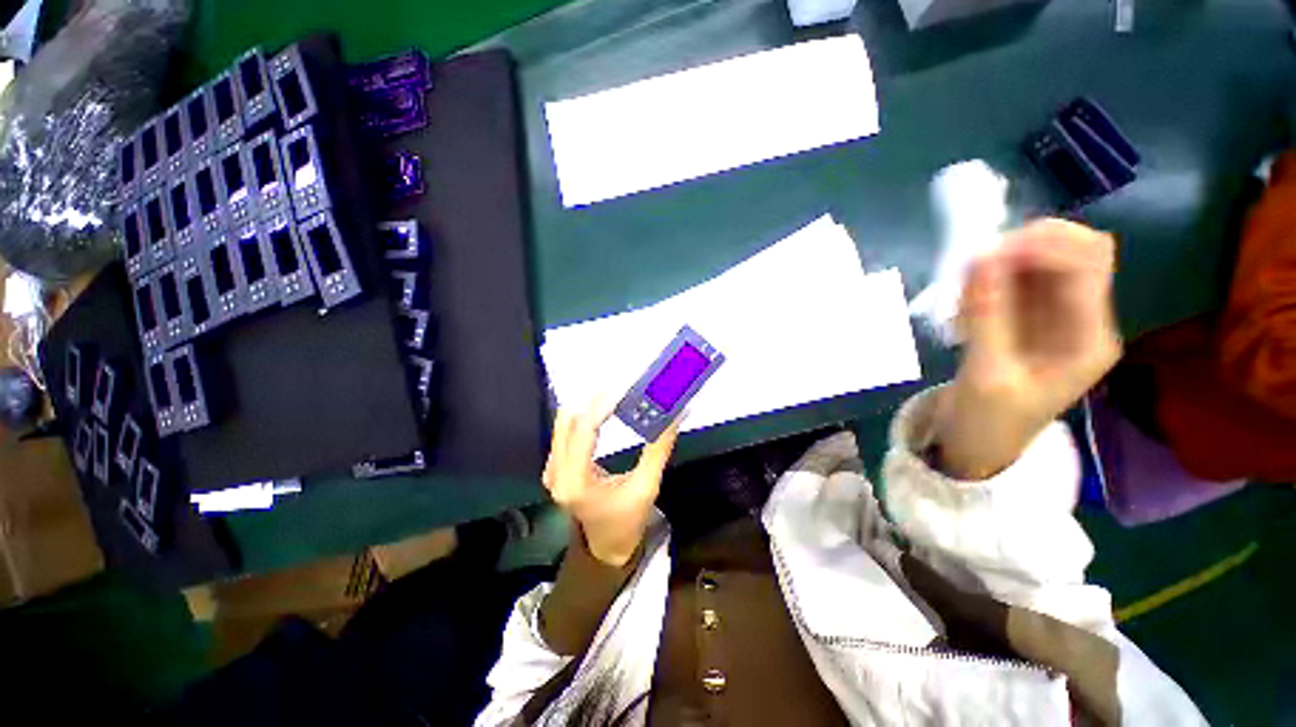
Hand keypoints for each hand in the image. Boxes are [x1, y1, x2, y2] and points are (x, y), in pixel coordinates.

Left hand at [542, 398, 680, 566]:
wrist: (605, 545)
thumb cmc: (627, 520)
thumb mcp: (646, 487)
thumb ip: (658, 449)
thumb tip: (676, 414)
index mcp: (577, 483)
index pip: (583, 431)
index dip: (600, 406)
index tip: (621, 389)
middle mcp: (557, 473)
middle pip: (568, 421)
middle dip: (593, 400)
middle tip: (619, 386)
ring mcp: (552, 470)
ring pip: (564, 423)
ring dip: (587, 405)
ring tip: (613, 393)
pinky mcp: (555, 466)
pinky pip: (565, 432)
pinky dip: (583, 416)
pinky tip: (601, 408)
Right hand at [937, 219, 1121, 479]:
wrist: (981, 443)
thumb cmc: (989, 421)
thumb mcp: (986, 375)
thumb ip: (987, 316)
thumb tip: (981, 258)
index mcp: (1089, 338)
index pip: (1087, 262)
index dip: (1042, 244)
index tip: (986, 253)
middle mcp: (1084, 318)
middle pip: (1072, 252)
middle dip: (1022, 248)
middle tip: (972, 265)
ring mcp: (1059, 316)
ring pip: (1042, 261)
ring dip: (1001, 265)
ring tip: (963, 295)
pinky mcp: (1031, 317)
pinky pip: (1016, 279)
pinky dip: (989, 280)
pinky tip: (965, 304)